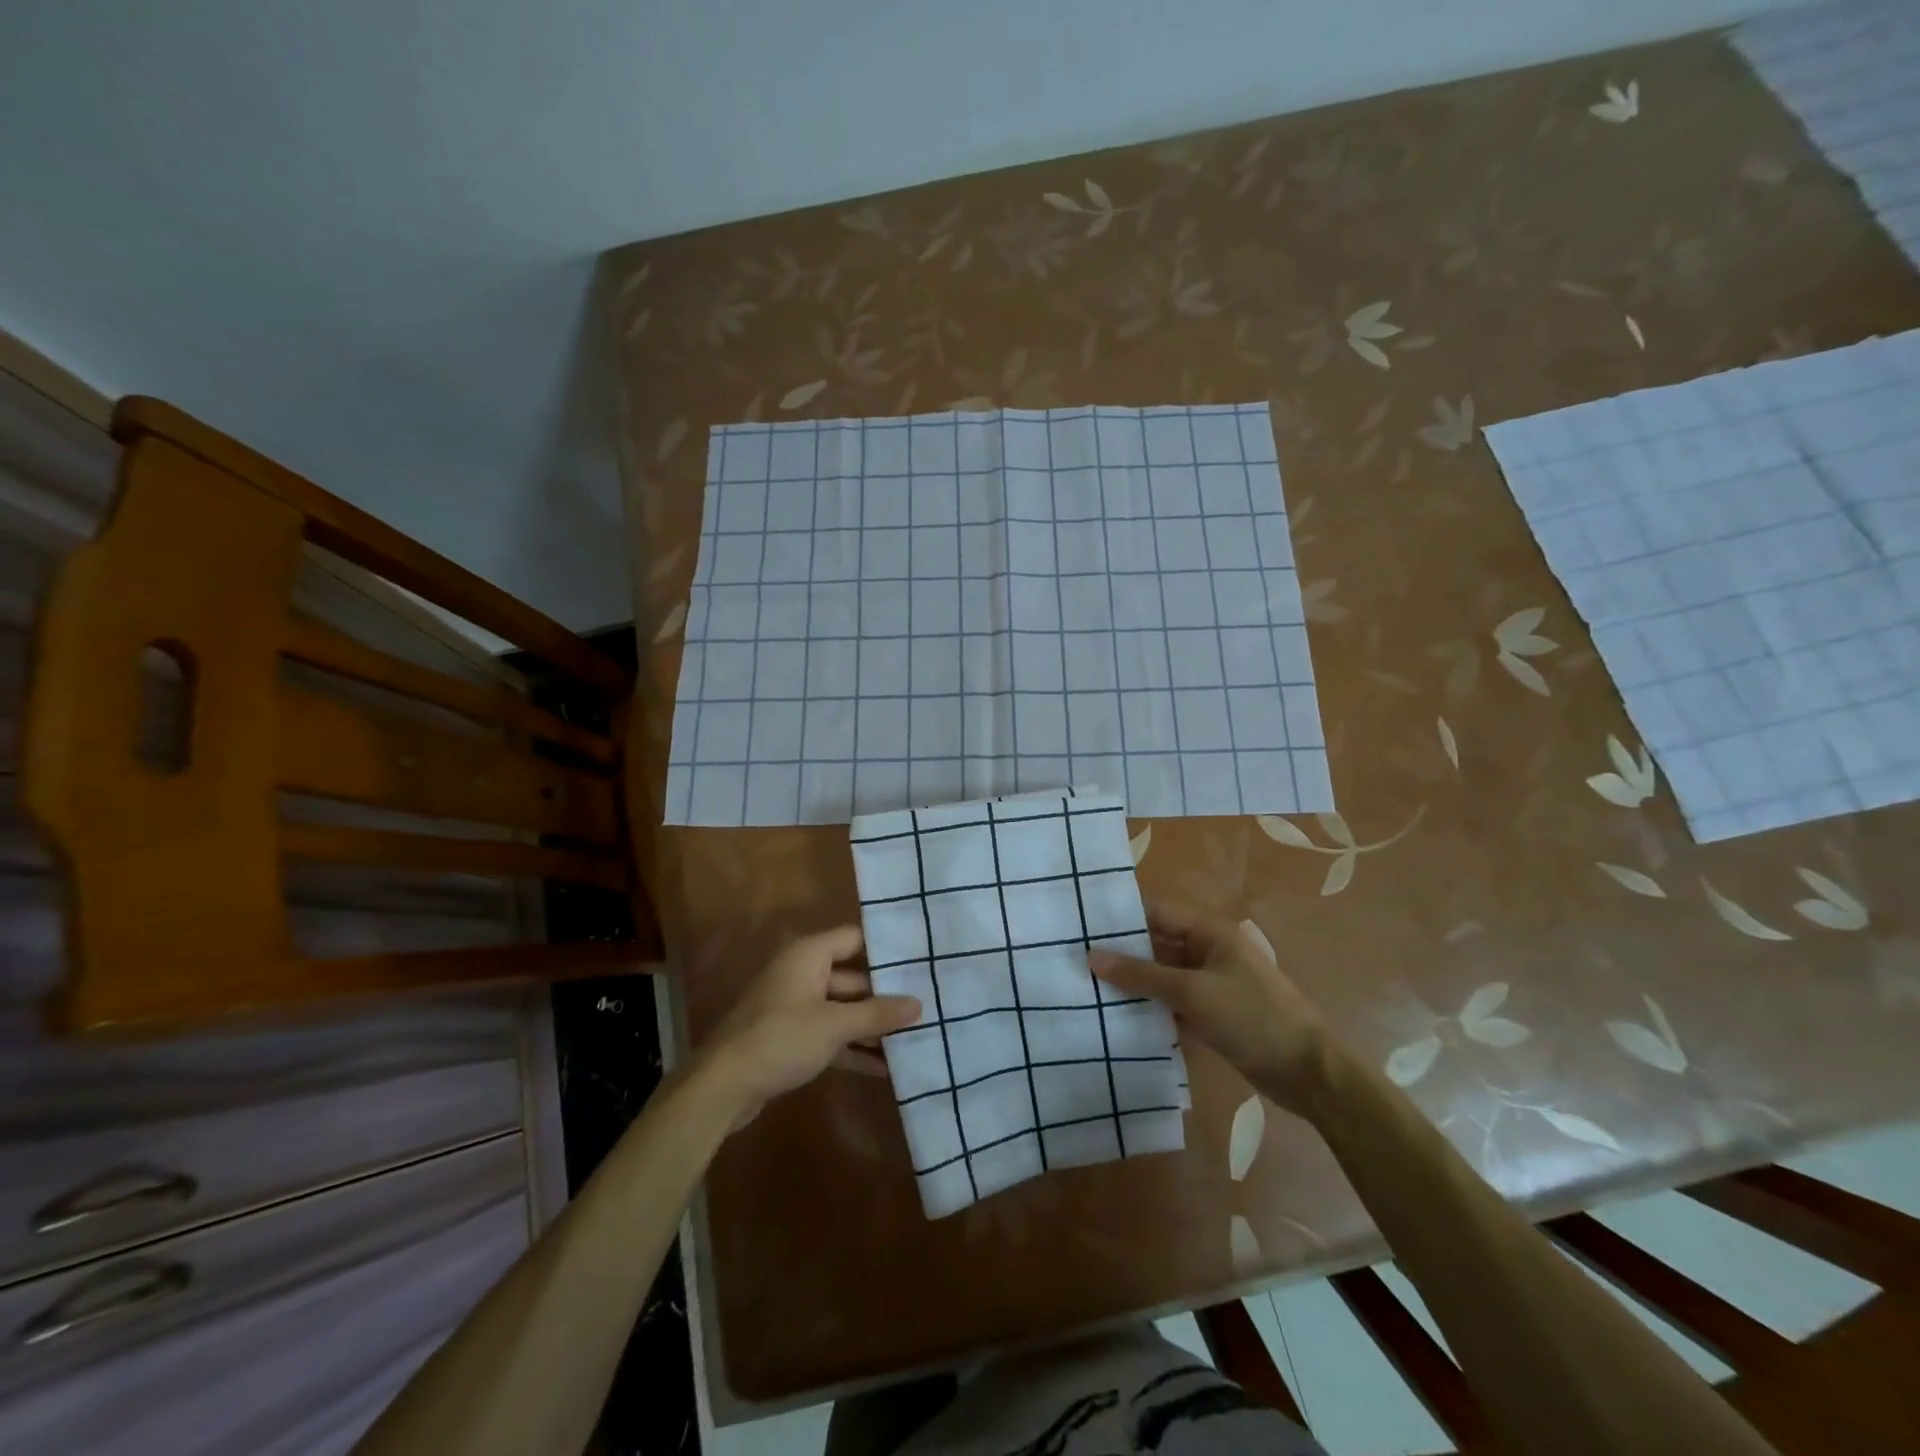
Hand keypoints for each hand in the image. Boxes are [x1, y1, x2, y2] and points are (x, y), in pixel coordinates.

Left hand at [702, 926, 921, 1124]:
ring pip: (842, 1008)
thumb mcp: (835, 1025)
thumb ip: (877, 1014)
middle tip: (925, 1004)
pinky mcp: (791, 1038)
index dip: (885, 949)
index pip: (854, 939)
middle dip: (885, 993)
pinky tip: (885, 1067)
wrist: (722, 1087)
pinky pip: (830, 1034)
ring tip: (913, 1036)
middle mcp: (802, 973)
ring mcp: (795, 1006)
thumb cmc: (781, 1039)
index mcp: (808, 955)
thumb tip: (919, 1004)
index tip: (919, 960)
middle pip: (852, 976)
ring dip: (871, 1024)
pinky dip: (853, 1047)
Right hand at [1090, 904, 1331, 1113]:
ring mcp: (1209, 983)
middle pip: (1156, 944)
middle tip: (1072, 958)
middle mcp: (1207, 951)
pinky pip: (1171, 1001)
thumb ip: (1142, 975)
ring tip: (1084, 985)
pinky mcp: (1210, 1013)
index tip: (1078, 922)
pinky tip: (1115, 1015)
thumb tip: (1091, 957)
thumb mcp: (1193, 992)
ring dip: (1132, 982)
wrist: (1308, 1073)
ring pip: (1161, 975)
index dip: (1120, 917)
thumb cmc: (1253, 1018)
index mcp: (1209, 932)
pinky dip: (1148, 1006)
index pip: (1155, 913)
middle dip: (1120, 952)